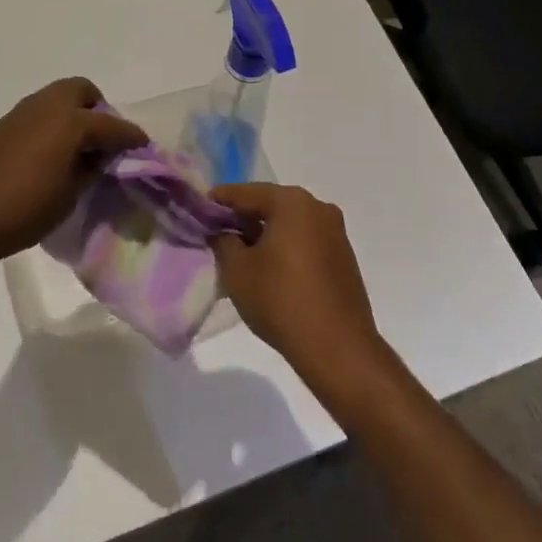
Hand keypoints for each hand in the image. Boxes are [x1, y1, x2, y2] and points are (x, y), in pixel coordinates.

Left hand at [0, 78, 146, 270]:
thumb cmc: (21, 210)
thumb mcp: (69, 196)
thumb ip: (89, 171)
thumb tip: (98, 159)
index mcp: (72, 122)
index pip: (113, 125)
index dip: (131, 137)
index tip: (143, 148)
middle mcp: (48, 106)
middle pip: (83, 91)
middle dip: (98, 110)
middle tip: (102, 142)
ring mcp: (22, 112)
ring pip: (58, 98)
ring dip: (73, 115)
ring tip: (77, 151)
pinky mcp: (3, 125)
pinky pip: (39, 113)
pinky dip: (52, 125)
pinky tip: (50, 155)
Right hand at [211, 184, 389, 390]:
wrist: (338, 348)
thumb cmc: (281, 300)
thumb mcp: (237, 271)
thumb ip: (223, 242)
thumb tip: (223, 232)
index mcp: (293, 202)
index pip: (246, 192)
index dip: (219, 200)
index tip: (198, 209)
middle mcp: (318, 209)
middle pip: (271, 206)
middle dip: (243, 219)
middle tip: (216, 234)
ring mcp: (335, 234)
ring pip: (289, 225)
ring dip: (265, 236)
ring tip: (240, 256)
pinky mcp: (343, 259)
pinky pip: (305, 243)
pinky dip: (285, 250)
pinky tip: (269, 272)